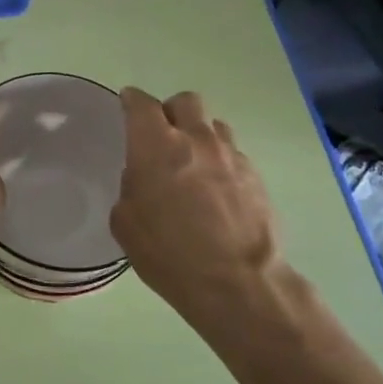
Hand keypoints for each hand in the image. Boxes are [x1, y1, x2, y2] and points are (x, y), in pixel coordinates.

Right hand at [110, 88, 281, 323]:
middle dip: (170, 111)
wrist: (238, 283)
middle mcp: (196, 139)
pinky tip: (216, 190)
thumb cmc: (170, 254)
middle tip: (162, 135)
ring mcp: (231, 155)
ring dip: (199, 135)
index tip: (127, 105)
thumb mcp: (126, 223)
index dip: (131, 101)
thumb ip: (131, 188)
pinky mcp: (256, 176)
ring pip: (213, 125)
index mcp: (156, 145)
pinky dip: (220, 162)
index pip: (141, 104)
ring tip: (193, 163)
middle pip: (184, 102)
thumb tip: (143, 179)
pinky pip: (233, 154)